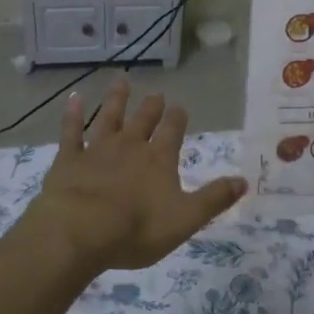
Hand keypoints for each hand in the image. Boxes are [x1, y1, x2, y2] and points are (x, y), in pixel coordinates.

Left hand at [16, 78, 245, 278]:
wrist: (79, 231)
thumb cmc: (136, 229)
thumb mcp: (185, 219)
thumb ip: (214, 199)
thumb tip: (244, 181)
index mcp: (159, 160)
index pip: (173, 131)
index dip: (178, 119)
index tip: (180, 107)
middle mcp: (130, 146)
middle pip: (143, 120)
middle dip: (152, 106)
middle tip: (157, 94)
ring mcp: (97, 150)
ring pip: (109, 117)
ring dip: (116, 99)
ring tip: (121, 81)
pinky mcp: (69, 159)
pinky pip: (71, 131)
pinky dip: (72, 114)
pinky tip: (73, 98)